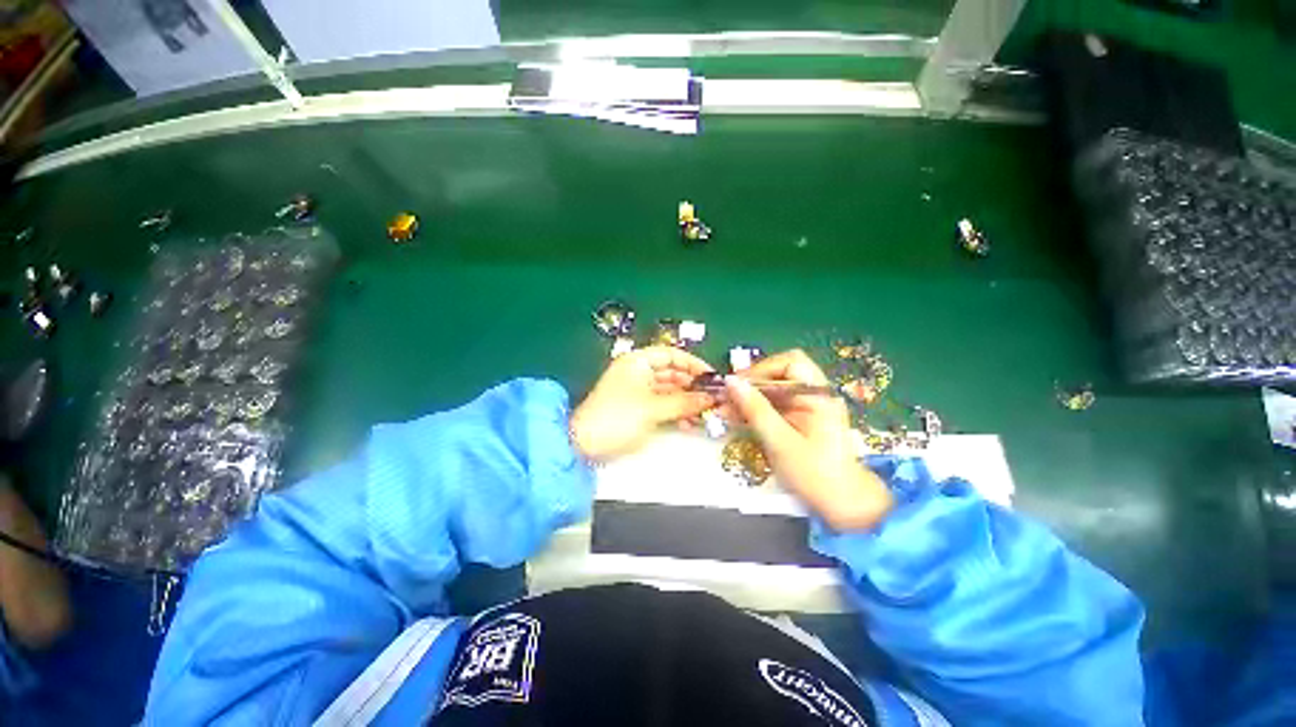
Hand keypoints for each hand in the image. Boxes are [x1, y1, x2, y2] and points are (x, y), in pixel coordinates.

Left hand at [570, 346, 715, 461]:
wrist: (583, 443)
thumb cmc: (617, 417)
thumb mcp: (653, 408)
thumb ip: (684, 402)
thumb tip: (711, 398)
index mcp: (638, 362)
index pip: (672, 354)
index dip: (693, 364)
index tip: (712, 378)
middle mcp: (639, 372)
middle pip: (672, 373)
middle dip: (693, 386)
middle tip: (713, 400)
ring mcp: (638, 391)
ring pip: (669, 391)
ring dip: (686, 401)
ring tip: (704, 414)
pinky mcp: (637, 408)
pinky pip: (662, 404)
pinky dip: (675, 411)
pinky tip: (689, 423)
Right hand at [723, 350, 893, 530]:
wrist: (843, 506)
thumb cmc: (816, 475)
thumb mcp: (780, 441)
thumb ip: (755, 409)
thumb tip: (731, 381)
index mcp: (819, 395)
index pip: (790, 363)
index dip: (762, 369)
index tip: (738, 384)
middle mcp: (814, 395)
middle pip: (778, 377)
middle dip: (750, 386)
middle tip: (725, 399)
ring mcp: (807, 408)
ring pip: (772, 392)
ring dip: (748, 400)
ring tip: (724, 411)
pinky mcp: (799, 420)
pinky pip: (773, 408)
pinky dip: (754, 412)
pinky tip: (736, 419)